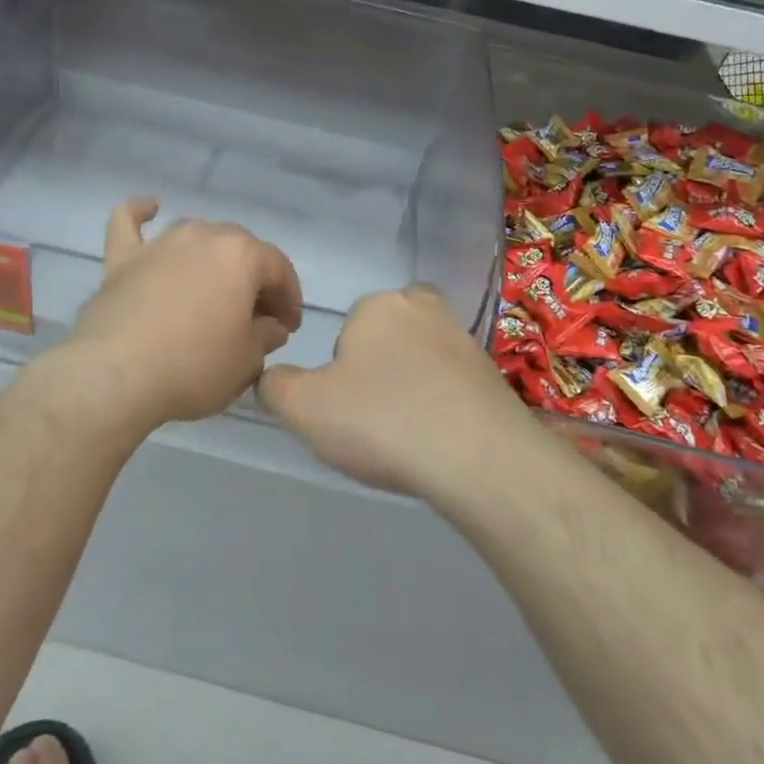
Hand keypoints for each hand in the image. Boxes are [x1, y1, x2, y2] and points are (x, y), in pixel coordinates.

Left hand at [64, 198, 303, 433]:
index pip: (278, 269)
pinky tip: (149, 208)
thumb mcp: (247, 361)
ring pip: (196, 236)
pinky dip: (139, 213)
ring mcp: (160, 243)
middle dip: (254, 280)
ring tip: (215, 290)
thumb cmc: (195, 367)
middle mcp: (203, 236)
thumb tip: (269, 326)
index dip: (289, 298)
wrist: (118, 375)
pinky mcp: (122, 259)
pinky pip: (130, 224)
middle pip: (240, 249)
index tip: (288, 327)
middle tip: (256, 317)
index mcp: (242, 255)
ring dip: (211, 257)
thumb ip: (265, 336)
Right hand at [259, 286, 530, 497]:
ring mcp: (464, 339)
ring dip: (412, 391)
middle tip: (376, 422)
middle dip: (378, 375)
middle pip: (386, 343)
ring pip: (421, 362)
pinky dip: (443, 407)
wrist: (480, 458)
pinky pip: (453, 386)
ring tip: (409, 438)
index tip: (348, 411)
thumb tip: (271, 378)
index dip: (340, 376)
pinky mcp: (493, 373)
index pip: (346, 335)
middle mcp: (423, 308)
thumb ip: (276, 387)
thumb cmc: (382, 420)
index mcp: (377, 305)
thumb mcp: (304, 408)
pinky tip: (440, 442)